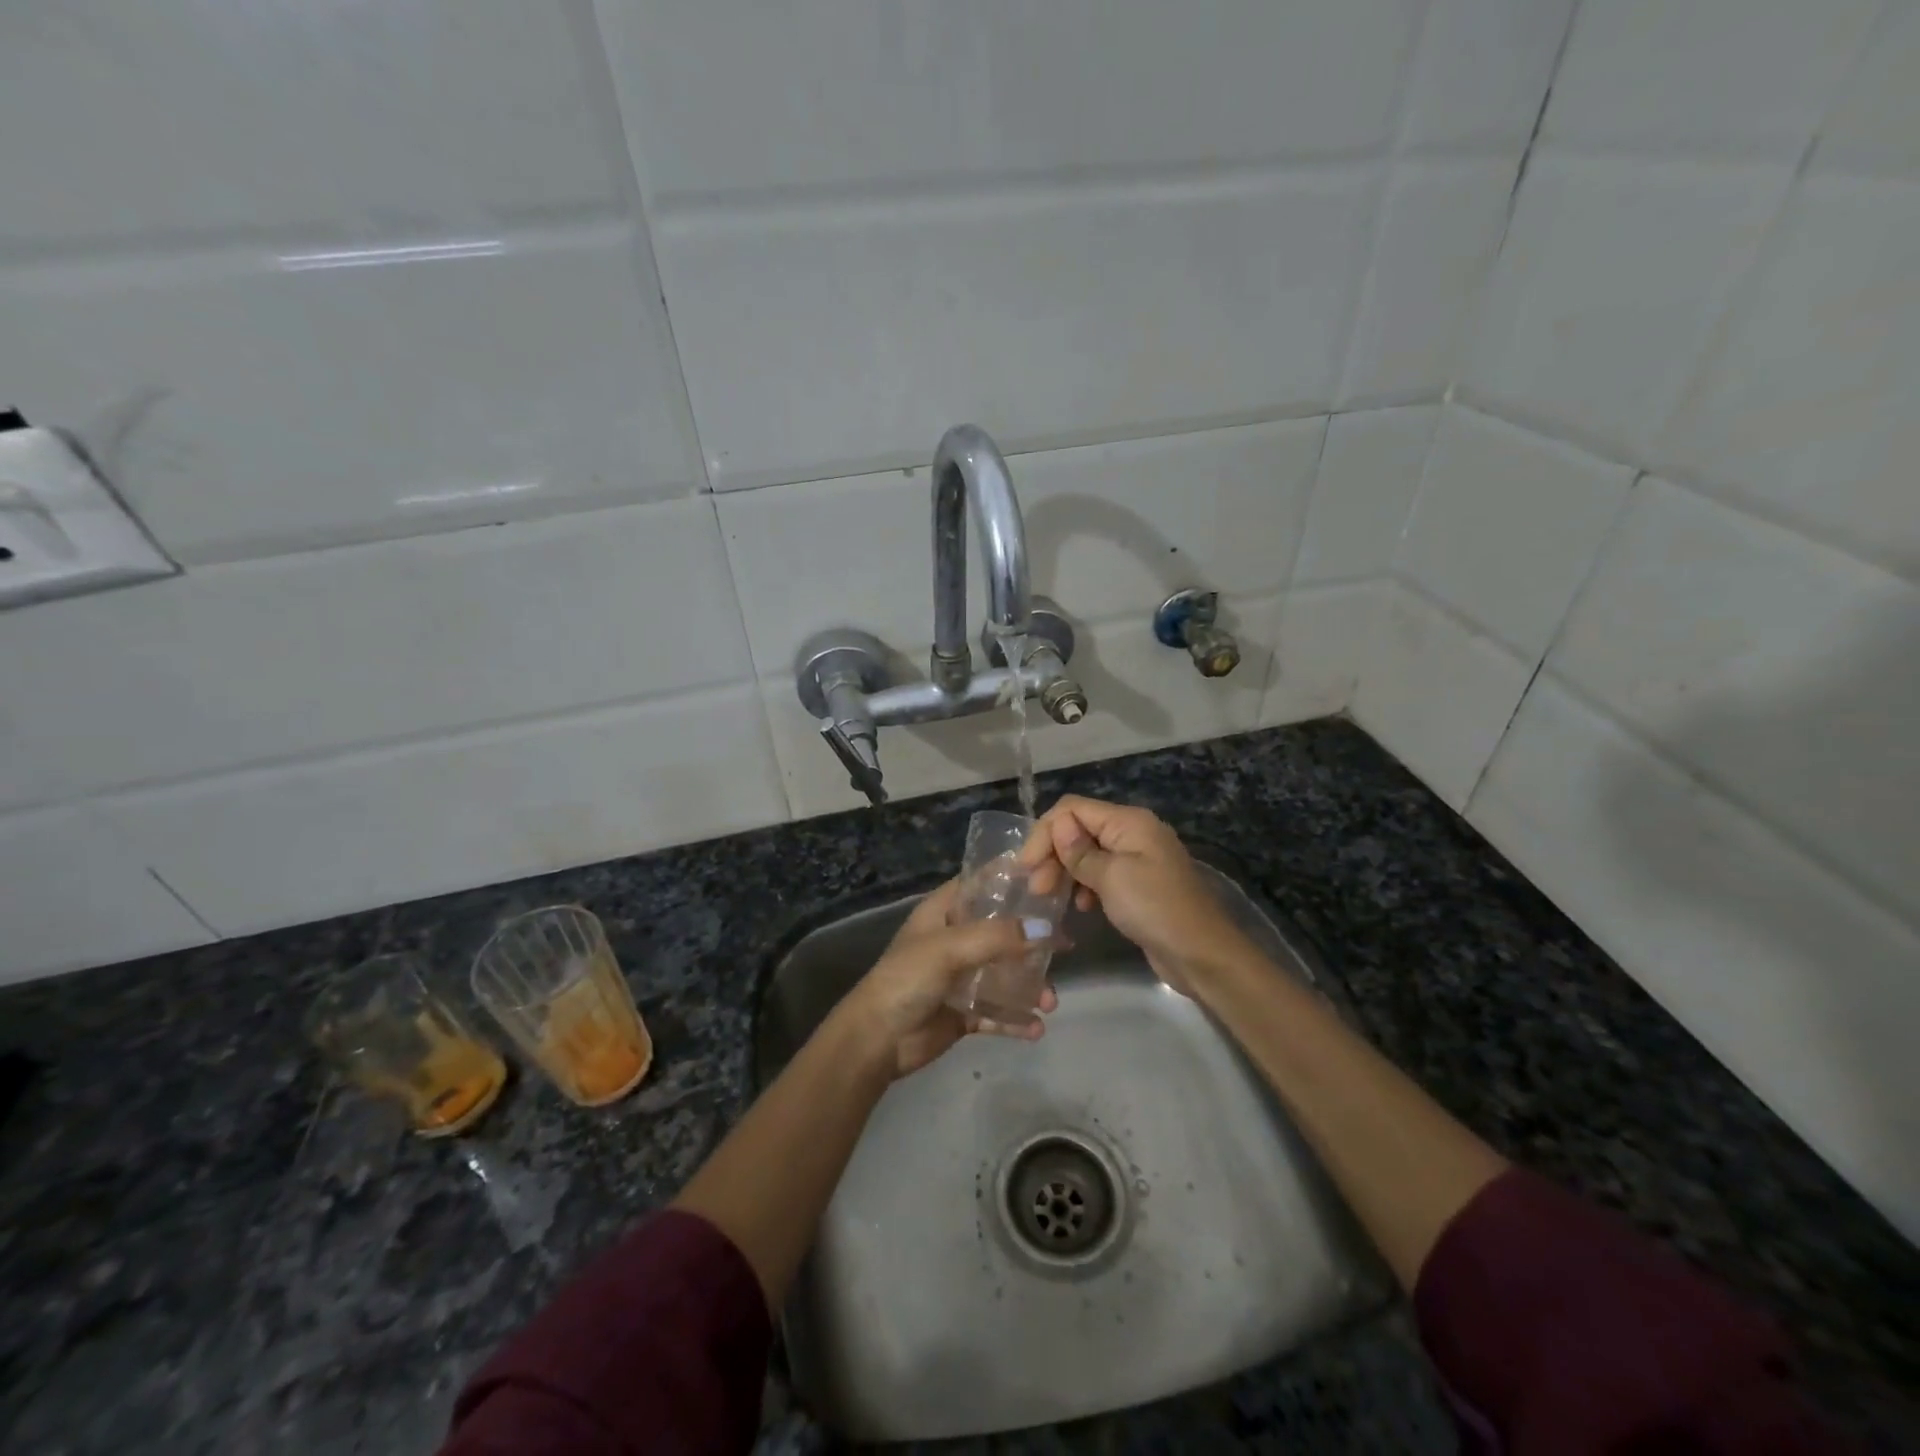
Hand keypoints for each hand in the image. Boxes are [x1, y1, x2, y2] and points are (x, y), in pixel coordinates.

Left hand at [830, 880, 1059, 1079]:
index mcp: (944, 912)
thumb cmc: (908, 978)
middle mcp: (955, 940)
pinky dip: (1017, 1019)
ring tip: (1050, 1001)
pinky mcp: (964, 1012)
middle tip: (1067, 944)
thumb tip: (1046, 930)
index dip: (1011, 879)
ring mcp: (961, 978)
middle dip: (1033, 938)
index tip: (1049, 878)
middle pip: (1001, 930)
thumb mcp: (950, 948)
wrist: (878, 1039)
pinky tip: (1036, 1029)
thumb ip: (997, 937)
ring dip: (1030, 986)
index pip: (981, 884)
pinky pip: (998, 1013)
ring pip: (1005, 974)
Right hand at [1026, 796, 1247, 991]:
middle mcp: (1132, 833)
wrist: (1201, 954)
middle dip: (1053, 854)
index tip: (1027, 867)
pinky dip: (1084, 886)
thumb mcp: (1111, 877)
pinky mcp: (1137, 884)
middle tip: (1036, 888)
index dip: (1046, 833)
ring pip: (1086, 854)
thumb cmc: (1154, 908)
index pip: (1072, 809)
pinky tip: (1080, 907)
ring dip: (1065, 871)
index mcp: (1128, 821)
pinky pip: (1101, 875)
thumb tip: (1058, 825)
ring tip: (1050, 899)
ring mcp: (1136, 859)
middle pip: (1078, 829)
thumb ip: (1079, 851)